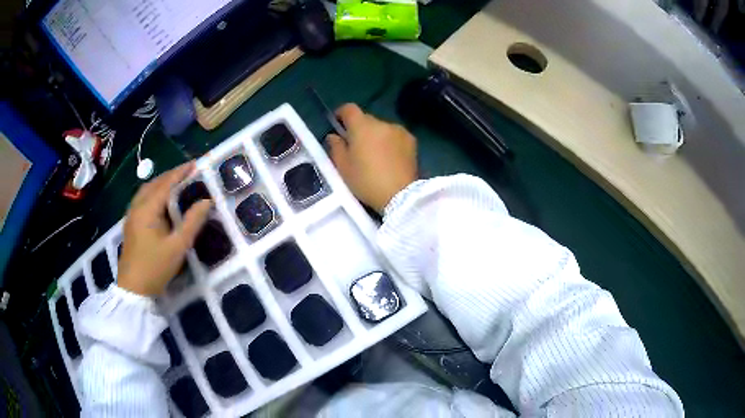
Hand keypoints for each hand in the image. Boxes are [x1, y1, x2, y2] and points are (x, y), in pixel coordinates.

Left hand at [118, 162, 211, 295]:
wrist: (133, 288)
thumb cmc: (155, 267)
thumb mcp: (178, 246)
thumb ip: (192, 222)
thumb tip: (207, 201)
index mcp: (148, 209)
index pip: (166, 183)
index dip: (181, 172)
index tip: (196, 163)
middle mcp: (137, 206)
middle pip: (154, 183)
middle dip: (171, 175)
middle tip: (188, 172)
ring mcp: (131, 215)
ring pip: (146, 190)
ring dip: (161, 183)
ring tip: (176, 183)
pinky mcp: (130, 224)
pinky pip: (142, 199)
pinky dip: (154, 193)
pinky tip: (160, 201)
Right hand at [327, 104, 416, 212]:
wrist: (401, 195)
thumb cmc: (366, 181)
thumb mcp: (343, 168)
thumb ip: (336, 147)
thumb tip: (334, 136)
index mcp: (362, 127)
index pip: (349, 109)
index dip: (341, 113)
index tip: (338, 124)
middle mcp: (381, 123)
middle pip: (366, 119)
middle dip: (359, 129)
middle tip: (356, 146)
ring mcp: (398, 130)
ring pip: (381, 128)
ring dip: (376, 135)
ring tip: (375, 155)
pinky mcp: (411, 140)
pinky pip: (395, 135)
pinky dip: (390, 142)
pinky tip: (390, 158)